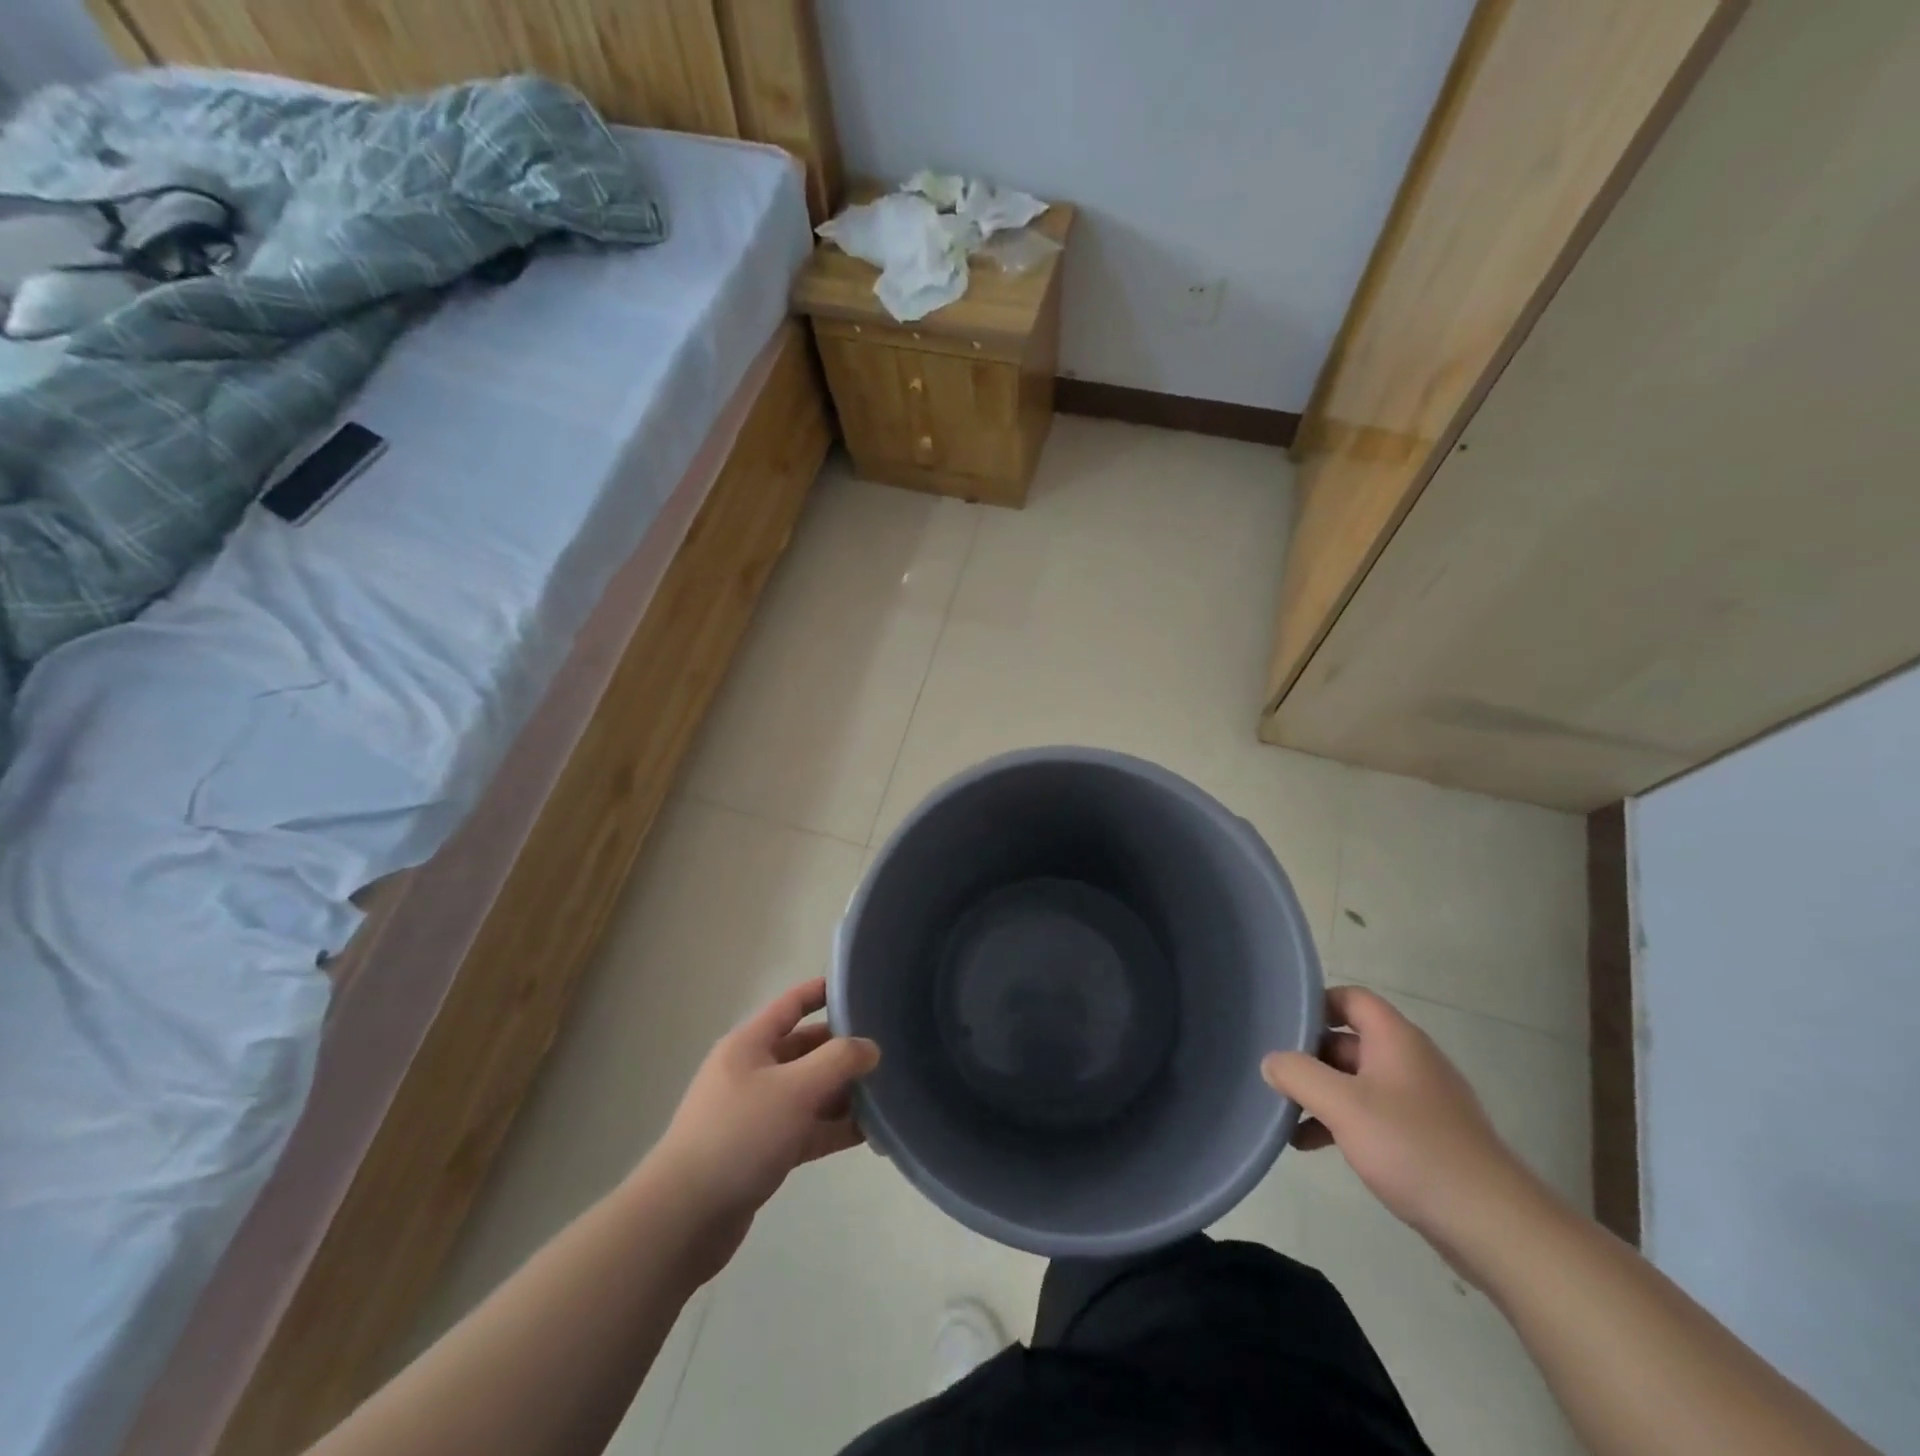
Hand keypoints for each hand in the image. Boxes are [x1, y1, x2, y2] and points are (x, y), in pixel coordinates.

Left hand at [648, 978, 878, 1270]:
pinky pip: (807, 1129)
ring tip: (888, 1095)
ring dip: (844, 1094)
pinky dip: (834, 1129)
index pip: (791, 1005)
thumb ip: (838, 1061)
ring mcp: (757, 1114)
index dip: (821, 993)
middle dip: (843, 1050)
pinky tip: (870, 1135)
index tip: (859, 988)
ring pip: (810, 1092)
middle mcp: (752, 1072)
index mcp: (750, 1045)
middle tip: (887, 1052)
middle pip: (805, 1050)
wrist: (684, 1219)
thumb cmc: (739, 1135)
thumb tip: (871, 1047)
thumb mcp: (795, 1089)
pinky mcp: (763, 1152)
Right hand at [1262, 986, 1544, 1259]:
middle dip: (1309, 1056)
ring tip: (1284, 1115)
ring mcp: (1420, 1100)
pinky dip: (1341, 1122)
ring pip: (1356, 1081)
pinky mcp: (1425, 1137)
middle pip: (1348, 1041)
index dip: (1315, 1005)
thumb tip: (1270, 1060)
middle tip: (1273, 1074)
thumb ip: (1298, 1074)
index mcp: (1396, 1039)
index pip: (1350, 998)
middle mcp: (1410, 1060)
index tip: (1280, 1024)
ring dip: (1321, 1094)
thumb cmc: (1413, 1148)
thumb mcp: (1342, 1106)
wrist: (1494, 1225)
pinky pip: (1372, 1114)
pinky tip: (1311, 1145)